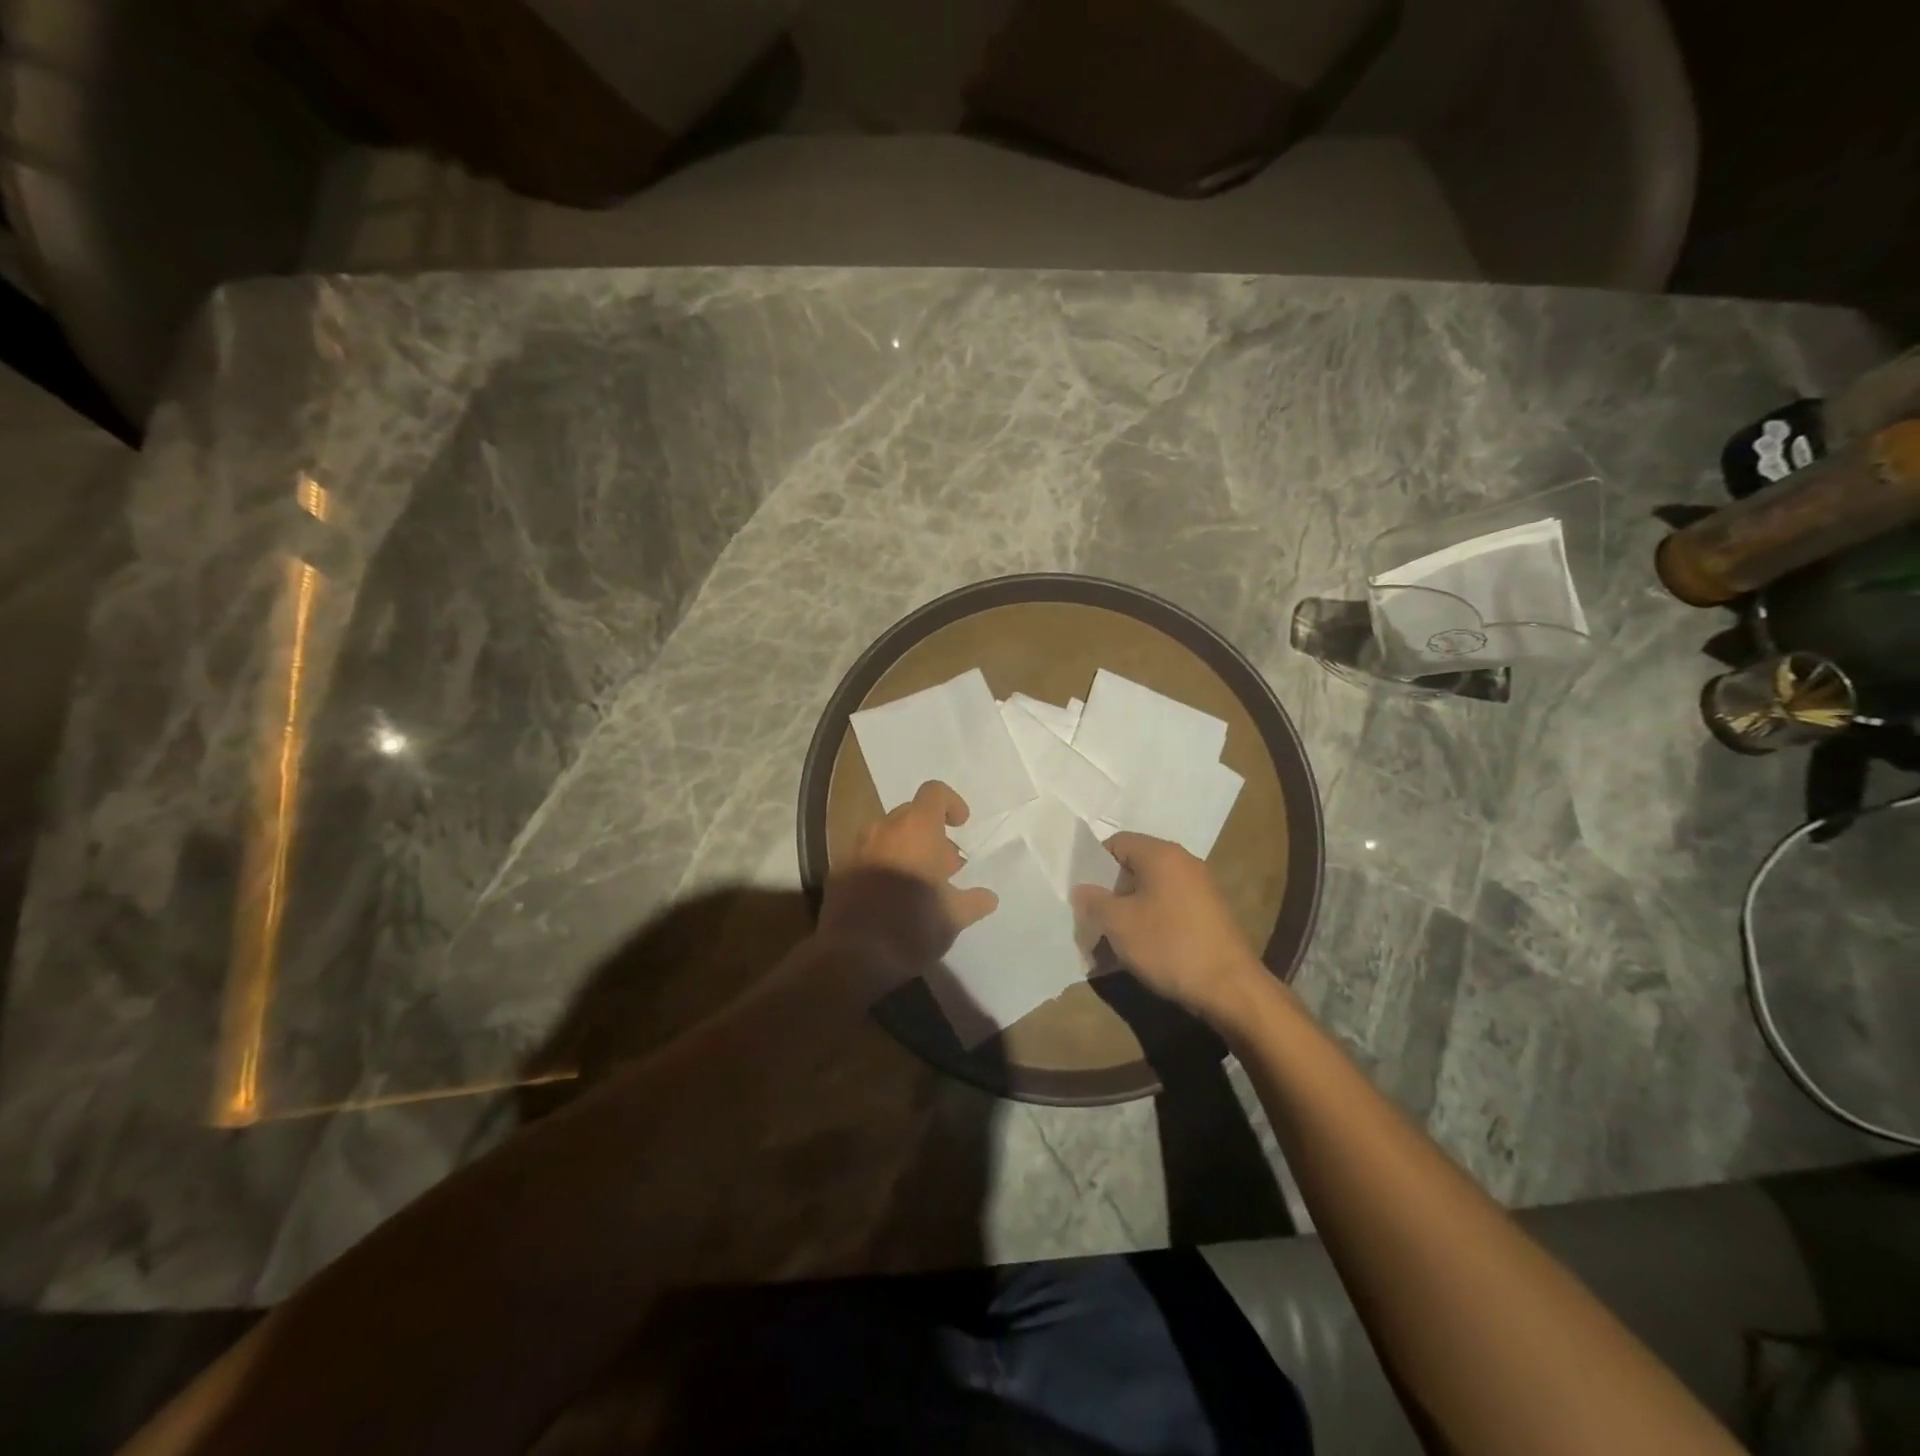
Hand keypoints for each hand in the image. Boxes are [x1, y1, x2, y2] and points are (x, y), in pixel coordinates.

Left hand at [829, 781, 997, 946]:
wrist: (852, 957)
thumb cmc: (912, 928)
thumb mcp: (953, 918)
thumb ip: (973, 901)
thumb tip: (989, 897)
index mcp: (916, 830)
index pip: (934, 792)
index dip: (951, 803)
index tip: (961, 826)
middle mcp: (884, 829)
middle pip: (911, 814)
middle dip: (931, 834)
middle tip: (946, 866)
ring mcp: (856, 849)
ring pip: (887, 836)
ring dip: (907, 849)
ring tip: (920, 883)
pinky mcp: (839, 871)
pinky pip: (867, 856)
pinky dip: (883, 866)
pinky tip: (891, 897)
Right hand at [1071, 832, 1264, 1026]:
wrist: (1231, 989)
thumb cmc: (1169, 946)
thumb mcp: (1119, 924)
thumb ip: (1093, 901)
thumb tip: (1082, 890)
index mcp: (1161, 854)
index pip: (1116, 842)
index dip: (1094, 865)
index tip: (1082, 893)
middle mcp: (1184, 862)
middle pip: (1134, 866)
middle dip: (1110, 891)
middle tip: (1093, 919)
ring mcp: (1201, 888)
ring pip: (1151, 890)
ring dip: (1128, 910)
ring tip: (1112, 940)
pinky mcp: (1210, 913)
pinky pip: (1169, 907)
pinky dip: (1150, 921)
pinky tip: (1141, 949)